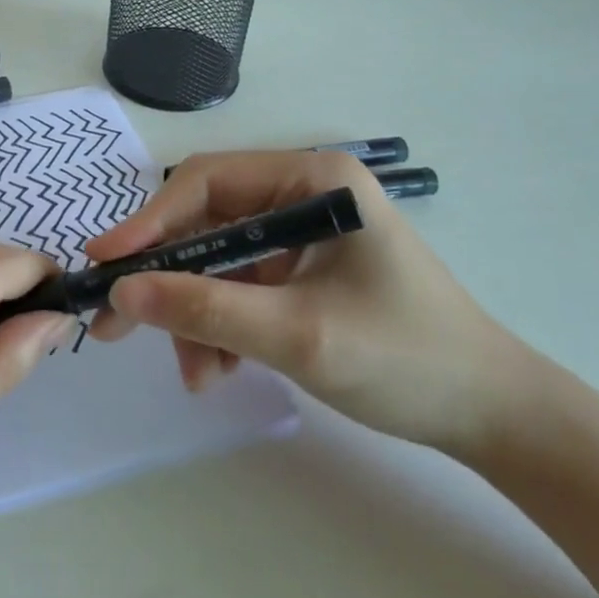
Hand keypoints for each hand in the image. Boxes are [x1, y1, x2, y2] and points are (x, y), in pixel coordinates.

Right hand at [86, 151, 531, 455]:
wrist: (492, 417)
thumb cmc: (406, 359)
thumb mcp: (296, 334)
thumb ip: (204, 309)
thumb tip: (121, 295)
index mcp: (312, 180)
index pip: (208, 183)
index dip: (150, 222)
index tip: (105, 264)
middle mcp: (301, 195)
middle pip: (205, 224)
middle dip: (167, 279)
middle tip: (116, 325)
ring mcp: (300, 234)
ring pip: (216, 263)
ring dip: (195, 315)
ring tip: (197, 374)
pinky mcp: (300, 271)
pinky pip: (238, 288)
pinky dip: (220, 326)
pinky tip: (221, 369)